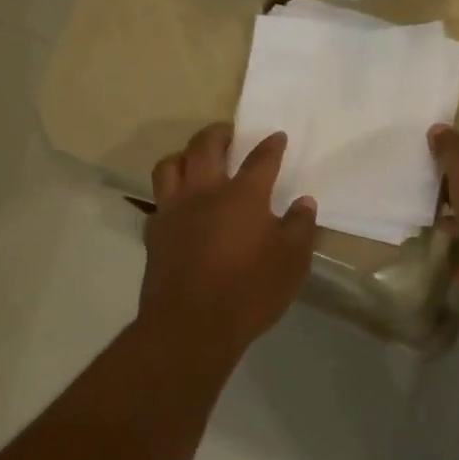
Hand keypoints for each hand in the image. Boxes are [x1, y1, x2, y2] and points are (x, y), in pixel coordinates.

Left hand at [140, 123, 317, 354]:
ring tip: (196, 160)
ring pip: (171, 165)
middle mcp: (204, 193)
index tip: (277, 137)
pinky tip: (180, 205)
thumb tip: (303, 202)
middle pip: (205, 146)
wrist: (191, 325)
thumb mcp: (292, 263)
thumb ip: (300, 228)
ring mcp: (174, 211)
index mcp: (243, 196)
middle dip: (219, 133)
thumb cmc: (249, 292)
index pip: (260, 159)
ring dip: (185, 155)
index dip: (271, 145)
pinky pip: (159, 200)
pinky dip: (170, 193)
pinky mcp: (155, 233)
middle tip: (230, 135)